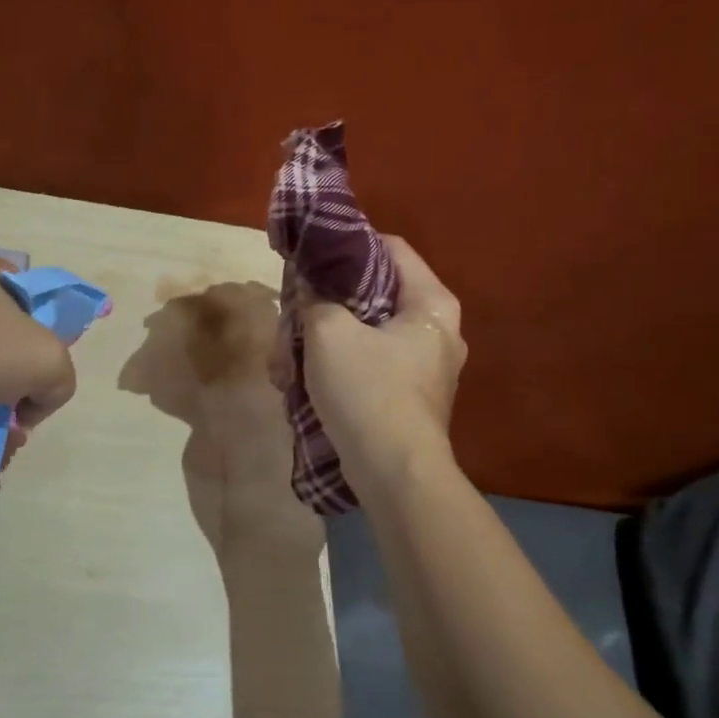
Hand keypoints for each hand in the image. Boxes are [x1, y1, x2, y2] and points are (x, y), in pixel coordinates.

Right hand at [295, 236, 465, 484]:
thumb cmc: (367, 389)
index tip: (310, 256)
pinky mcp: (405, 398)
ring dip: (318, 345)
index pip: (390, 248)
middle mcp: (435, 330)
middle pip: (371, 296)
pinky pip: (364, 367)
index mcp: (431, 303)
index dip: (347, 245)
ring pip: (361, 335)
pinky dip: (332, 371)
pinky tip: (298, 386)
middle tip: (289, 318)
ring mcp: (422, 367)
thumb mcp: (329, 332)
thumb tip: (310, 288)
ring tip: (283, 363)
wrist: (393, 472)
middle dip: (322, 307)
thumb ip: (316, 298)